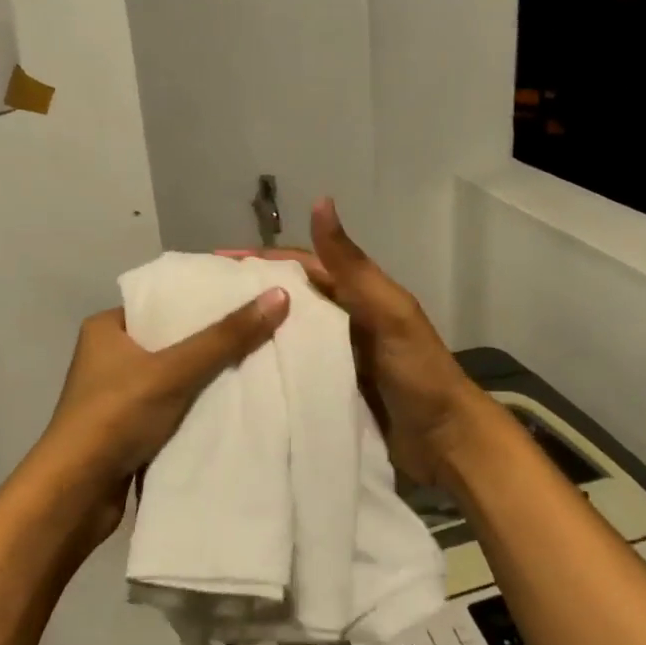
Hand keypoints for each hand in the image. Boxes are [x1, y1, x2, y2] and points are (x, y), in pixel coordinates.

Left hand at [33, 288, 290, 542]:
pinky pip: (169, 408)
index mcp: (106, 328)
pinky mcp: (126, 429)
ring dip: (204, 379)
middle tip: (259, 332)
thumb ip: (225, 338)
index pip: (162, 302)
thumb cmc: (116, 416)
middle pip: (171, 340)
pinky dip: (194, 408)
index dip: (202, 300)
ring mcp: (115, 396)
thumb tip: (279, 295)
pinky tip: (231, 405)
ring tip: (256, 365)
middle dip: (211, 342)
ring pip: (172, 377)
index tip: (246, 299)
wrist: (75, 494)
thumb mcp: (174, 370)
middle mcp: (107, 357)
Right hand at [222, 198, 490, 483]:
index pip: (300, 266)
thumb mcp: (386, 312)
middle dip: (249, 296)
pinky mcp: (330, 391)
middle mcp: (342, 321)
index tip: (214, 261)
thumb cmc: (418, 372)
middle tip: (199, 303)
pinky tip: (235, 374)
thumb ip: (351, 265)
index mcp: (356, 295)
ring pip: (287, 336)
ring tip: (205, 337)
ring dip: (253, 332)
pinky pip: (292, 371)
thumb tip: (321, 201)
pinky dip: (267, 367)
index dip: (260, 260)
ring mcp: (335, 358)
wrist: (446, 443)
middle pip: (288, 300)